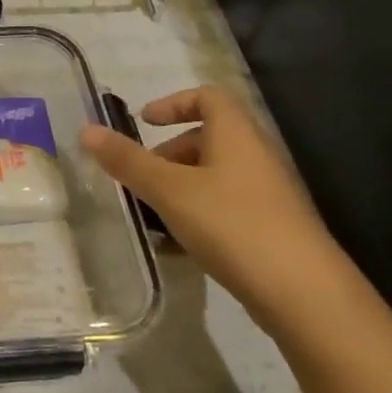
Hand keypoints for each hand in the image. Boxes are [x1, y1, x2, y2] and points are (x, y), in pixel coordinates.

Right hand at [81, 86, 356, 325]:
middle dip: (168, 152)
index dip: (173, 103)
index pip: (208, 98)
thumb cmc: (233, 225)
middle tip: (139, 176)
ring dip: (179, 186)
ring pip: (214, 175)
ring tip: (152, 213)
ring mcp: (266, 195)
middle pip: (208, 138)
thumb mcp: (169, 190)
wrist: (305, 295)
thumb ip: (128, 160)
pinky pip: (224, 206)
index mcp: (236, 136)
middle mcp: (255, 157)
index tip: (143, 122)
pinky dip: (197, 213)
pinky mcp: (269, 228)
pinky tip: (178, 243)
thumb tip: (87, 130)